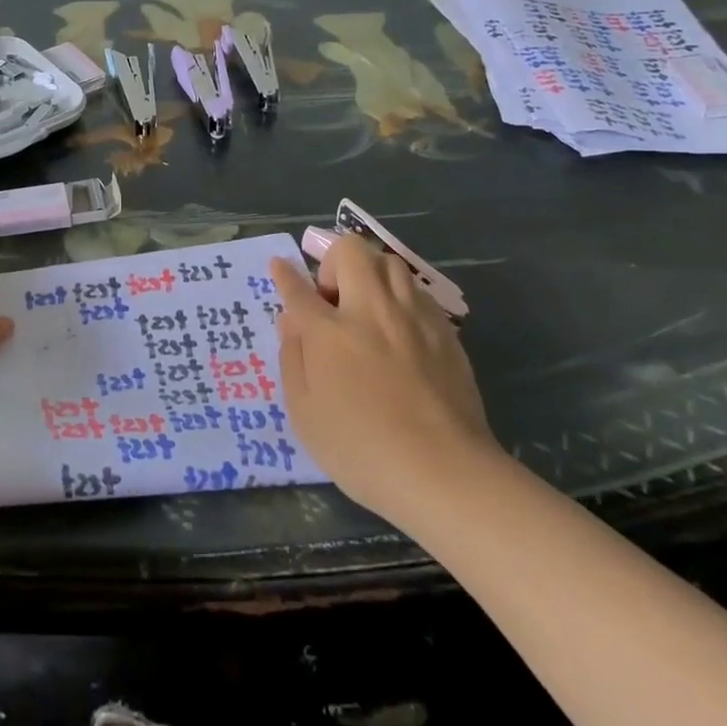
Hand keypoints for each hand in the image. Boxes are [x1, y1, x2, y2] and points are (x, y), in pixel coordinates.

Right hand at [269, 236, 499, 518]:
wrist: (445, 473)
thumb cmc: (361, 450)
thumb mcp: (305, 413)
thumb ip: (293, 359)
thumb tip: (291, 321)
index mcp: (330, 332)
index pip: (299, 289)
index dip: (285, 274)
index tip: (280, 265)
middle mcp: (371, 312)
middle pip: (352, 252)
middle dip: (334, 263)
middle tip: (333, 301)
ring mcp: (413, 319)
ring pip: (391, 264)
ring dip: (372, 275)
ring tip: (368, 309)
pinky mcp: (446, 333)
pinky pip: (418, 293)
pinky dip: (402, 299)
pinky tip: (400, 331)